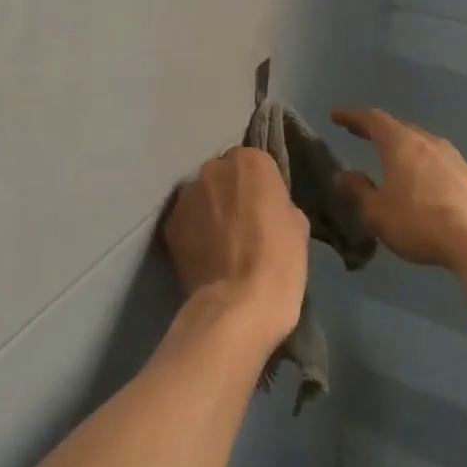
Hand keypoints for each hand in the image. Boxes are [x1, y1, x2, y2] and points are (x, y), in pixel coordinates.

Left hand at [164, 146, 308, 347]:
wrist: (239, 304)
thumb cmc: (279, 260)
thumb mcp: (297, 224)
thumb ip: (278, 202)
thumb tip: (266, 207)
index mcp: (250, 161)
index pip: (254, 162)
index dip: (260, 186)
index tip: (265, 208)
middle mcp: (213, 169)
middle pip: (223, 175)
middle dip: (230, 193)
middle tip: (242, 224)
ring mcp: (186, 196)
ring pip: (200, 196)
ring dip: (209, 211)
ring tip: (221, 243)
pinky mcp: (169, 224)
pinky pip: (186, 221)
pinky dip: (193, 233)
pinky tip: (205, 256)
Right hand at [331, 107, 466, 271]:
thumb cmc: (420, 221)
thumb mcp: (377, 212)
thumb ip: (358, 191)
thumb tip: (343, 175)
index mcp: (400, 144)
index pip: (372, 119)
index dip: (352, 117)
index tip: (336, 116)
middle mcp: (426, 141)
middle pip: (398, 127)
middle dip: (376, 129)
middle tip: (359, 133)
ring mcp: (451, 157)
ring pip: (420, 142)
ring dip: (401, 146)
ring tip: (389, 156)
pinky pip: (435, 160)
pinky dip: (419, 162)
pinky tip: (418, 179)